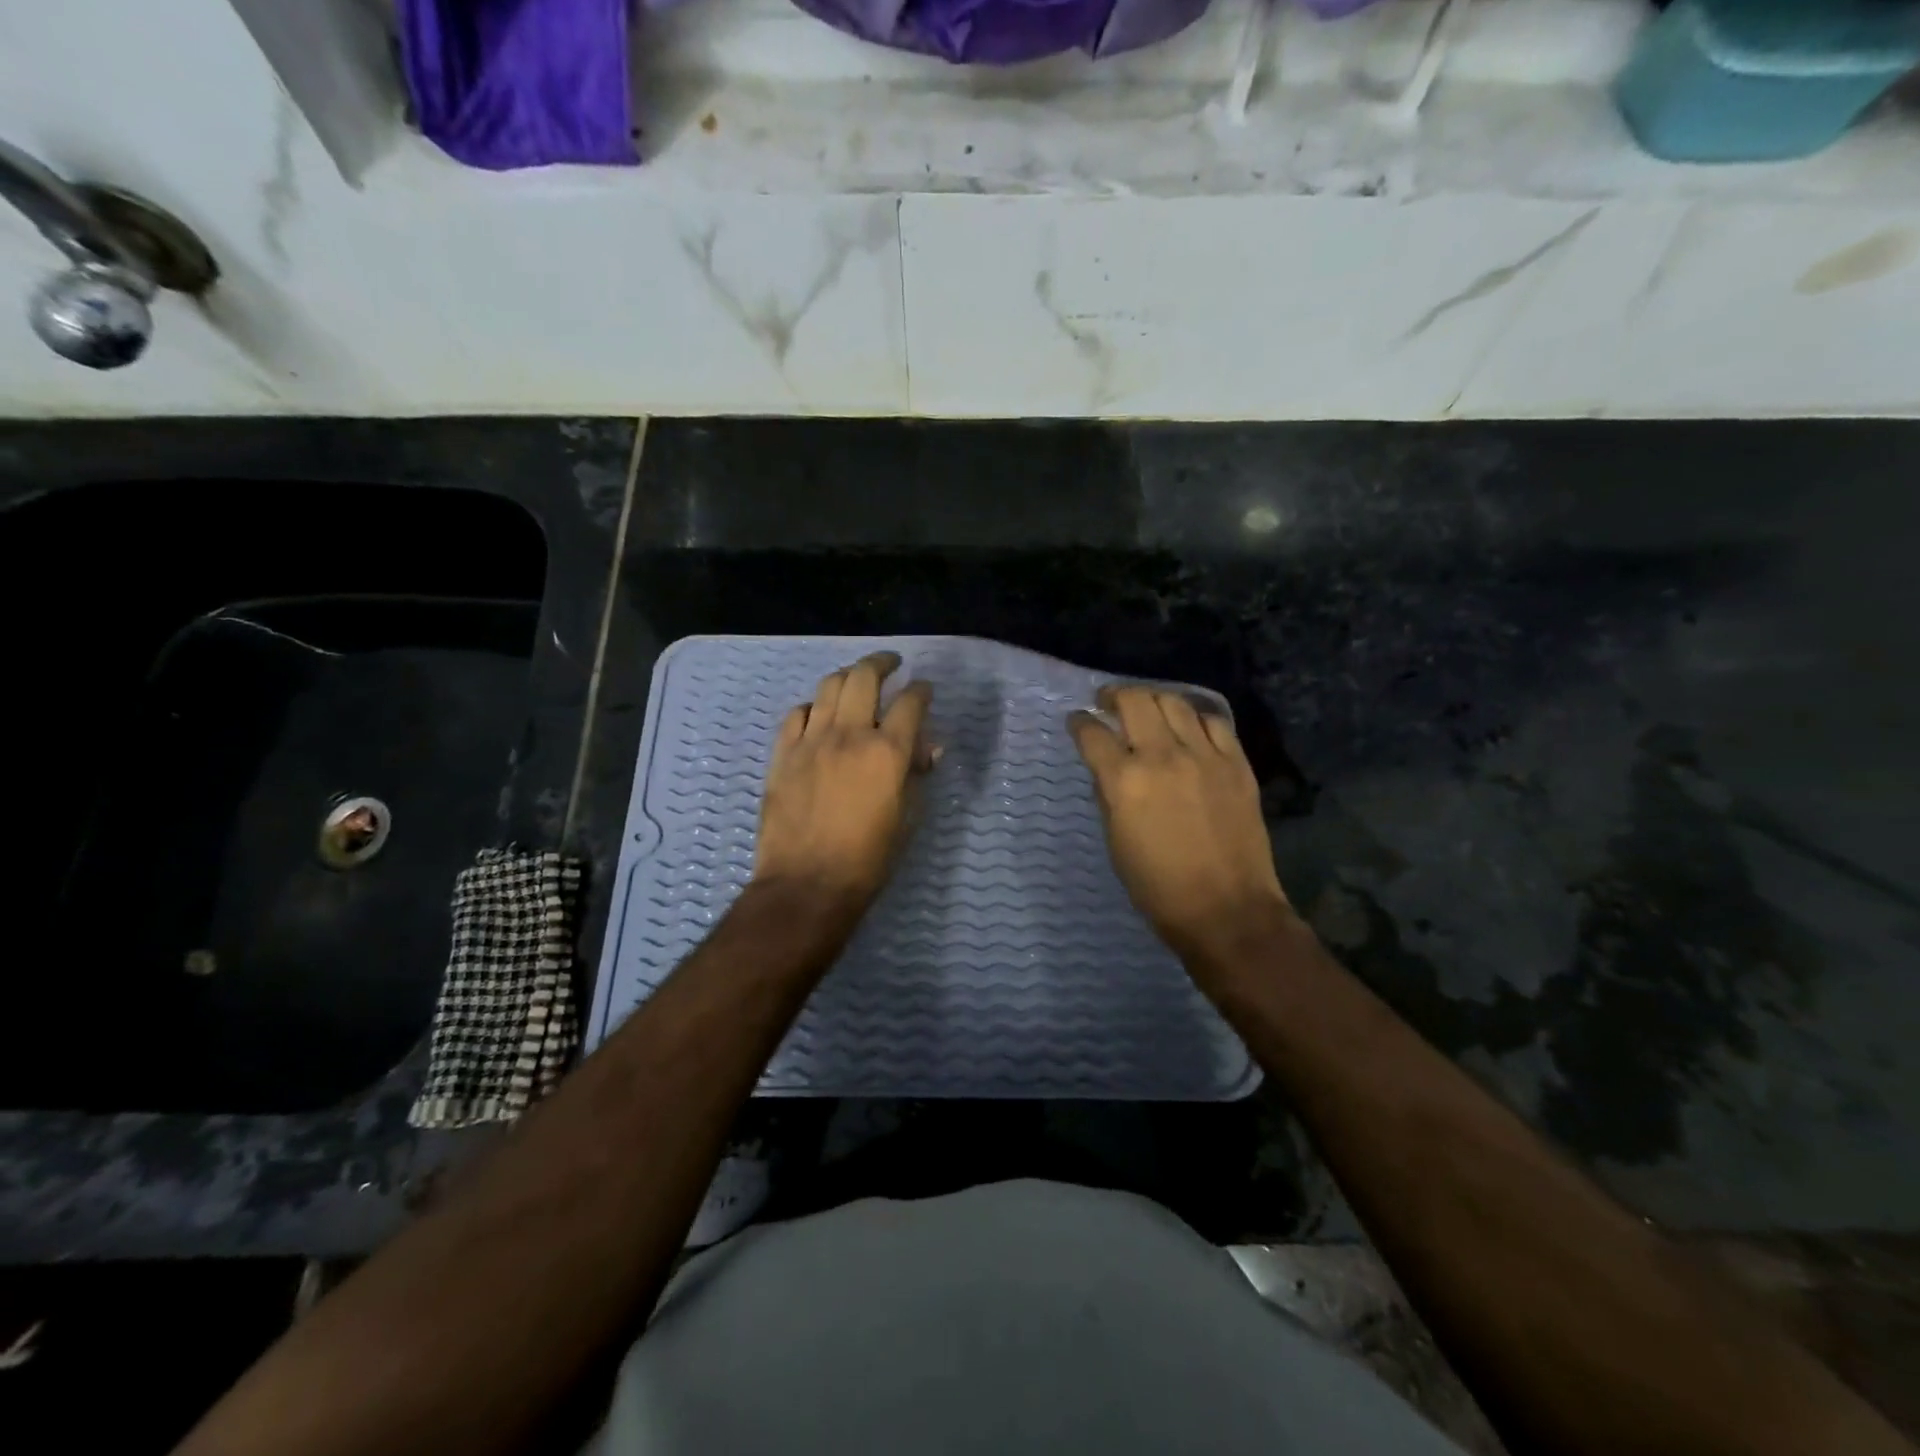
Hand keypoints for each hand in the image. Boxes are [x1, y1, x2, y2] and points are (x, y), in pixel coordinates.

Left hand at [752, 651, 933, 909]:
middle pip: (864, 678)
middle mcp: (849, 735)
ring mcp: (811, 741)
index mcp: (887, 752)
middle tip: (891, 664)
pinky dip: (812, 706)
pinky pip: (796, 714)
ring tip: (856, 679)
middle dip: (882, 663)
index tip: (925, 689)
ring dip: (847, 676)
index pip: (910, 703)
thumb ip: (916, 775)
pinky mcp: (783, 755)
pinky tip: (818, 713)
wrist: (807, 884)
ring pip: (828, 687)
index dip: (922, 691)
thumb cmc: (868, 859)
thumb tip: (926, 748)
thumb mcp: (906, 819)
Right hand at [1069, 685, 1289, 965]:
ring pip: (1174, 702)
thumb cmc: (1158, 887)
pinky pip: (1214, 722)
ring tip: (1146, 706)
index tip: (1077, 721)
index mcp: (1125, 781)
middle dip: (1114, 695)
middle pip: (1134, 701)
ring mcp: (1204, 756)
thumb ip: (1108, 795)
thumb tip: (1107, 768)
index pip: (1092, 734)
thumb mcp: (1115, 841)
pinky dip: (1194, 717)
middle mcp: (1163, 757)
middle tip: (1107, 701)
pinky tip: (1188, 725)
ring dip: (1153, 699)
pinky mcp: (1236, 763)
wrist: (1226, 909)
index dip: (1079, 723)